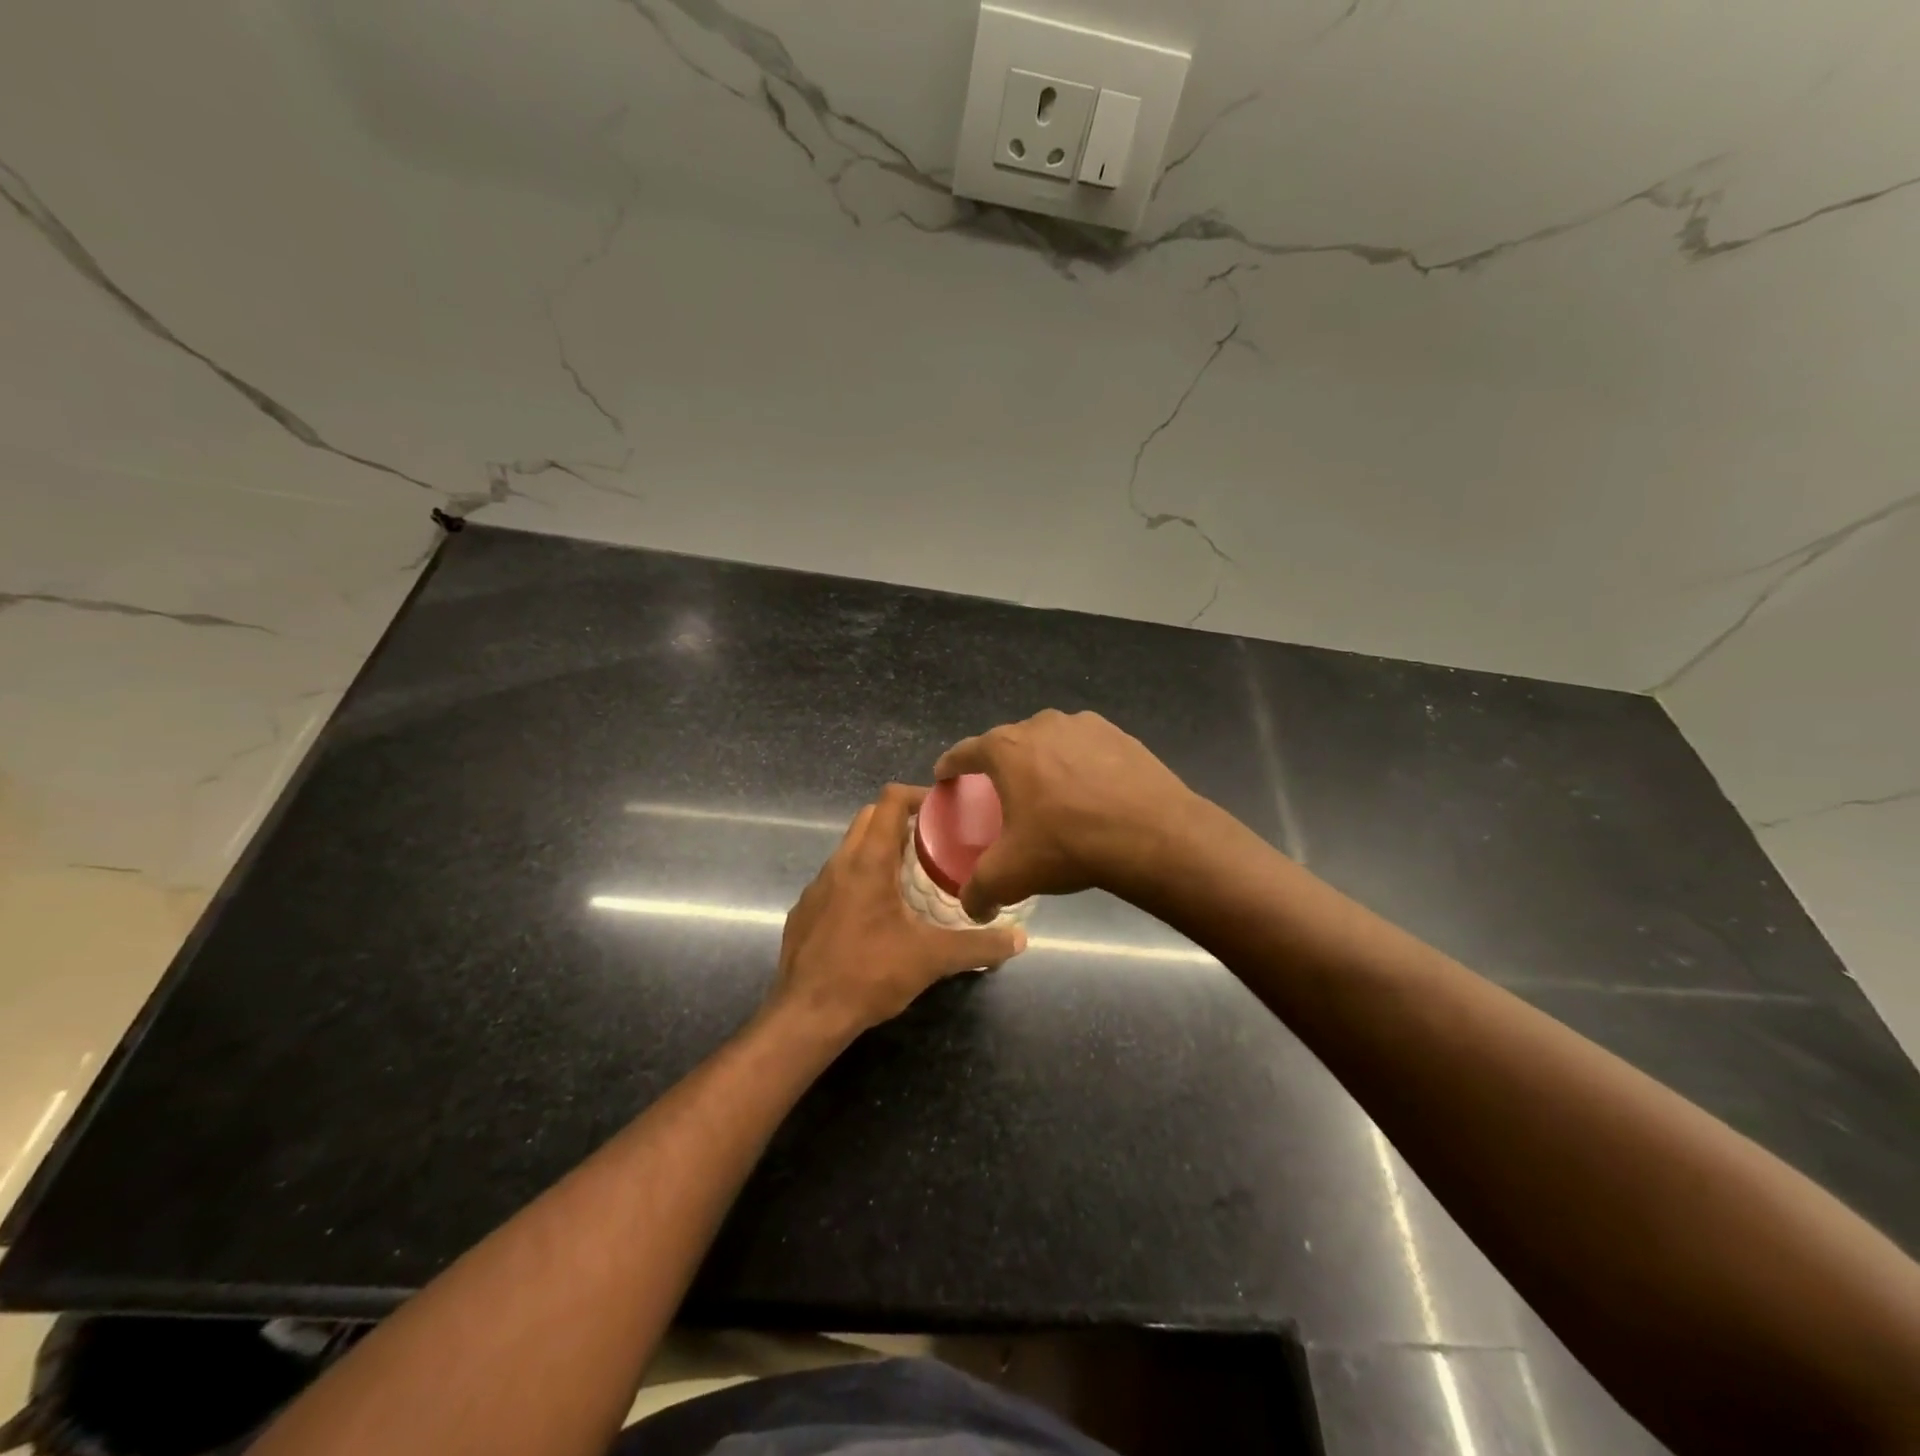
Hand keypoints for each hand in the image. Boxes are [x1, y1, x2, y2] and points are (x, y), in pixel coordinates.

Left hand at [771, 784, 1026, 1037]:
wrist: (806, 1016)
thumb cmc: (869, 974)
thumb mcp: (932, 959)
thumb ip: (978, 946)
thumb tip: (1020, 939)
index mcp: (868, 861)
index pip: (889, 801)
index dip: (918, 796)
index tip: (944, 811)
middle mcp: (839, 863)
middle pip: (869, 818)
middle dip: (901, 820)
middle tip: (934, 843)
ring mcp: (816, 887)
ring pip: (850, 849)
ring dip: (879, 850)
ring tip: (910, 876)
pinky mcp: (805, 911)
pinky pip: (835, 880)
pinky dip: (858, 880)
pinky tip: (875, 915)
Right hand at [934, 709, 1201, 920]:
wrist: (1151, 834)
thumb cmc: (1067, 844)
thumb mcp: (1011, 874)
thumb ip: (979, 890)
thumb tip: (972, 908)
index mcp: (1006, 749)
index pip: (964, 752)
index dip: (950, 765)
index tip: (945, 776)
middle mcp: (1041, 725)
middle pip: (1009, 744)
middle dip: (1001, 766)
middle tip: (1001, 795)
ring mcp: (1084, 725)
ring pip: (1050, 743)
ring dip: (1043, 762)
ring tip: (1049, 794)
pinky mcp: (1120, 735)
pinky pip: (1086, 749)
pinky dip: (1080, 765)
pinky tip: (1090, 793)